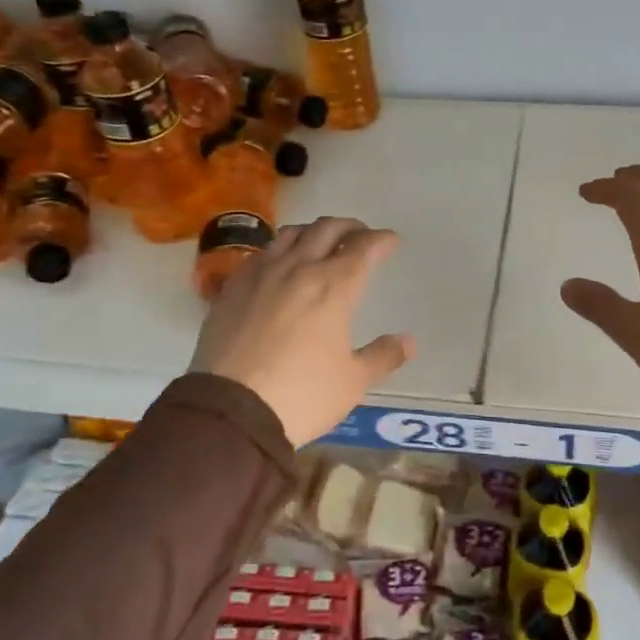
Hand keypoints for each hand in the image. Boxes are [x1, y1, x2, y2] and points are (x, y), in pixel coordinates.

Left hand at [190, 217, 415, 445]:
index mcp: (334, 287)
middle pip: (326, 229)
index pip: (363, 248)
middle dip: (349, 227)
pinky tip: (279, 264)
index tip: (391, 241)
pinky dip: (279, 250)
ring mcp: (260, 275)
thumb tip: (407, 341)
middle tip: (360, 235)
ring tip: (320, 242)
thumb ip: (382, 356)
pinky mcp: (231, 288)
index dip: (381, 240)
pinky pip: (261, 254)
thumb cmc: (302, 395)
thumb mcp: (352, 382)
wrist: (231, 412)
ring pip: (290, 235)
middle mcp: (298, 269)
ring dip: (312, 232)